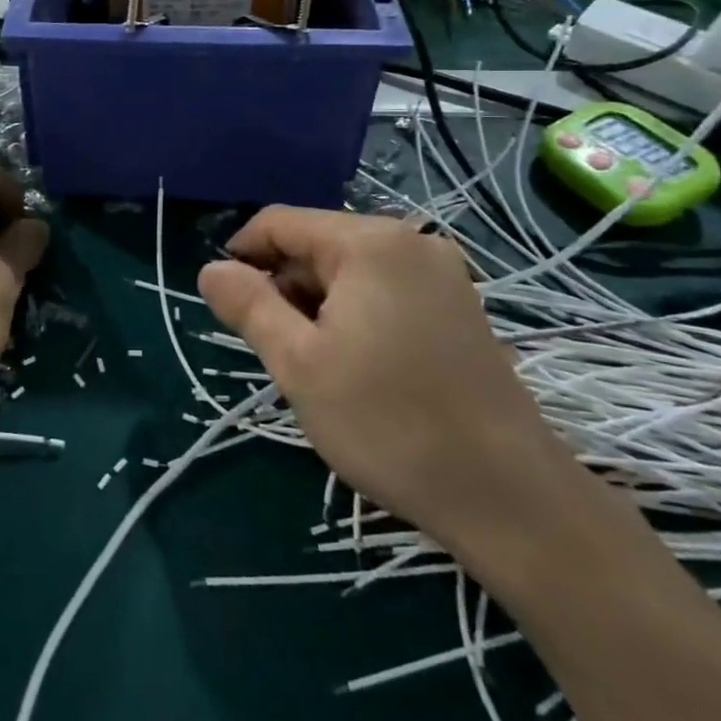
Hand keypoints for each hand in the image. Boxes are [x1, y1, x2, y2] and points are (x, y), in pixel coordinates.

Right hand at [198, 207, 570, 549]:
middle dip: (284, 286)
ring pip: (350, 270)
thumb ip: (248, 305)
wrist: (510, 498)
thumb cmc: (389, 423)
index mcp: (369, 242)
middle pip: (317, 244)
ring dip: (318, 305)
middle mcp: (410, 241)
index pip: (280, 222)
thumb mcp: (298, 364)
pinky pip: (385, 289)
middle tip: (277, 349)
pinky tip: (357, 365)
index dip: (242, 255)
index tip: (225, 302)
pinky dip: (355, 314)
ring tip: (317, 365)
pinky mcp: (460, 306)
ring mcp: (443, 273)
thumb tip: (211, 268)